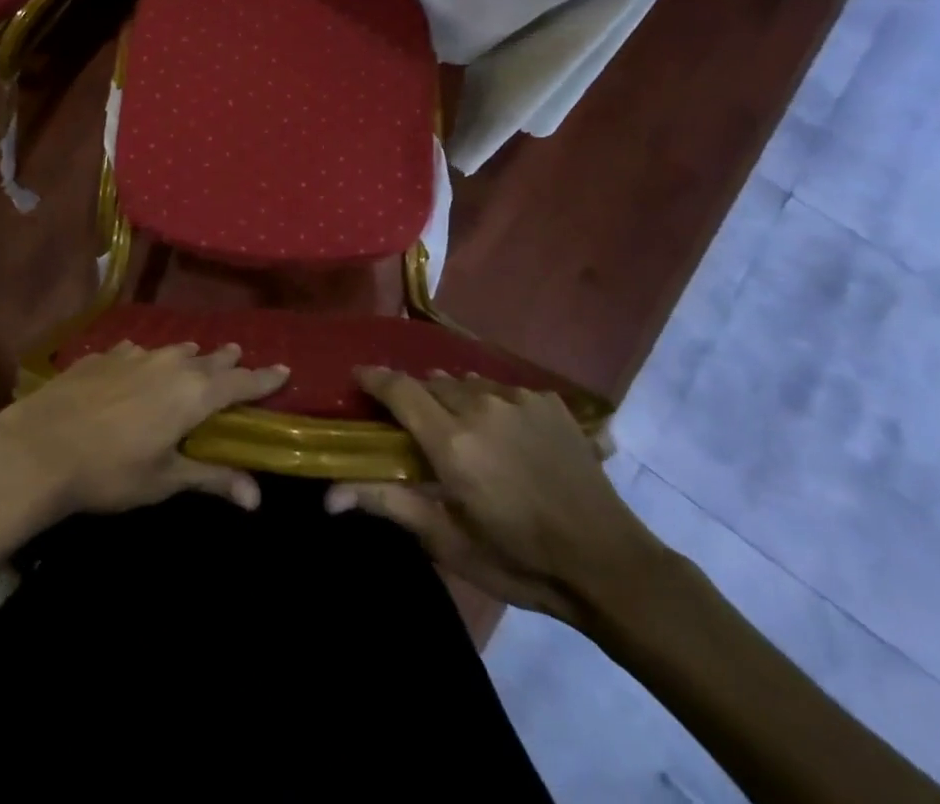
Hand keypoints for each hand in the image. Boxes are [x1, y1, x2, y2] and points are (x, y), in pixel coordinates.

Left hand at [0, 342, 289, 531]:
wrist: (39, 446)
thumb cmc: (110, 472)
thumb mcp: (163, 480)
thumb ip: (210, 478)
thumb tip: (256, 496)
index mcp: (193, 393)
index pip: (240, 381)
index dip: (263, 378)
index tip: (284, 369)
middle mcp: (170, 364)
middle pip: (208, 358)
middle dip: (226, 361)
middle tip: (238, 358)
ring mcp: (134, 354)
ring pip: (173, 350)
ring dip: (189, 356)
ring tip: (195, 358)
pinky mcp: (103, 355)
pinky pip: (137, 351)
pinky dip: (148, 359)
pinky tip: (138, 365)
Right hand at [326, 370, 653, 625]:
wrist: (609, 563)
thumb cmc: (519, 559)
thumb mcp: (448, 541)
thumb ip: (388, 503)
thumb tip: (330, 494)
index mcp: (451, 440)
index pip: (398, 388)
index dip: (373, 377)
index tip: (357, 377)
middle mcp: (480, 405)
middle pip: (430, 383)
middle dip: (416, 398)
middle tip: (415, 427)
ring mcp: (518, 399)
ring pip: (467, 383)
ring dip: (454, 399)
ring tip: (462, 429)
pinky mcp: (548, 402)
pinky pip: (503, 390)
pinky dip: (492, 404)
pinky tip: (505, 435)